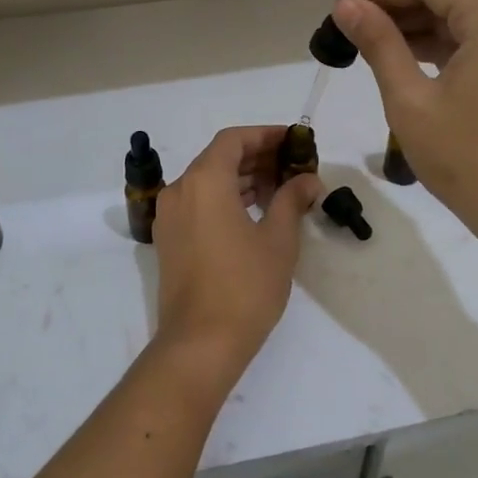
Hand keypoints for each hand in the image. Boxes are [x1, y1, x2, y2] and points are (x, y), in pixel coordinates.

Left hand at [152, 126, 320, 380]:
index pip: (233, 140)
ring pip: (206, 181)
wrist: (200, 342)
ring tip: (279, 187)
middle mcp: (179, 190)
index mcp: (204, 182)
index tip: (293, 141)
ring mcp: (169, 216)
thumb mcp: (278, 240)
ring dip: (240, 178)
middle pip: (218, 158)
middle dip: (256, 157)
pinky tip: (253, 211)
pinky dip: (224, 198)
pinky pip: (197, 203)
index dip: (265, 135)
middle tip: (292, 165)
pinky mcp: (169, 239)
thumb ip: (292, 200)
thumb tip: (308, 180)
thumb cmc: (245, 286)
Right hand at [333, 0, 477, 252]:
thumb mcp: (410, 100)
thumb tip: (347, 6)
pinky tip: (402, 55)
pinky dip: (438, 41)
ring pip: (461, 14)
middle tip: (351, 20)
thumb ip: (379, 44)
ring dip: (416, 20)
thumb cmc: (465, 159)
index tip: (343, 5)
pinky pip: (474, 39)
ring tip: (368, 37)